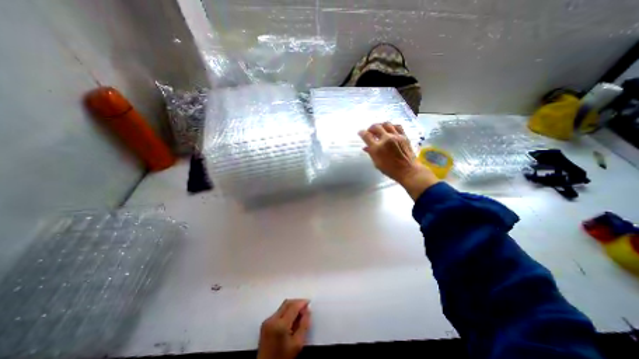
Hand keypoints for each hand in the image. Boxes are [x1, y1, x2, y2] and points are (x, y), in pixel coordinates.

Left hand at [256, 299, 311, 358]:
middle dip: (297, 303)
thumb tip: (307, 310)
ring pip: (282, 306)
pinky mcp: (265, 323)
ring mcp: (267, 321)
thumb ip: (304, 325)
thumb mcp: (297, 344)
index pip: (293, 306)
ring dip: (292, 307)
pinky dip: (286, 312)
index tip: (309, 303)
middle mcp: (272, 319)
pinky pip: (278, 312)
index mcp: (280, 325)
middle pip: (287, 303)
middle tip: (305, 308)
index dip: (302, 303)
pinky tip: (291, 319)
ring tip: (299, 314)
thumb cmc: (283, 358)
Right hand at [358, 121, 439, 200]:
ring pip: (386, 124)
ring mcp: (396, 136)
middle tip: (369, 131)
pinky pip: (397, 126)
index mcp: (377, 148)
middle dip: (370, 128)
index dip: (362, 133)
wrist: (408, 170)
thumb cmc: (390, 170)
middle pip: (376, 127)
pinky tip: (390, 129)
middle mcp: (386, 139)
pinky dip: (391, 126)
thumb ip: (371, 153)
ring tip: (379, 129)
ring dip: (380, 125)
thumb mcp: (377, 163)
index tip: (360, 132)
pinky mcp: (404, 136)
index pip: (366, 136)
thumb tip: (366, 147)